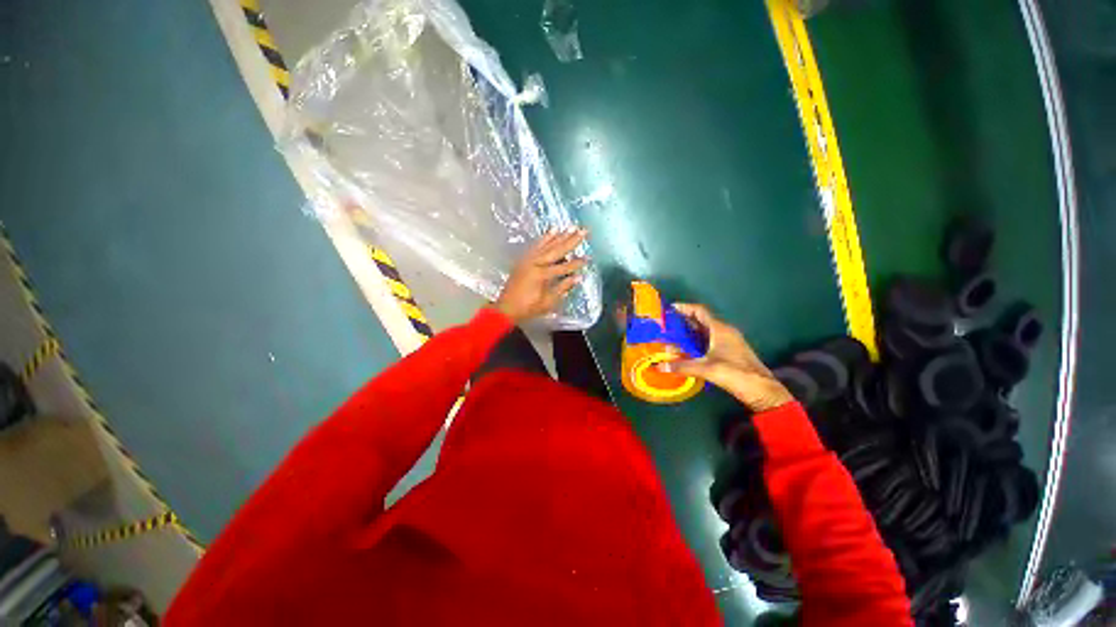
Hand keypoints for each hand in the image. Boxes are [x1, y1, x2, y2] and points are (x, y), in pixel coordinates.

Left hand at [494, 229, 588, 324]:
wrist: (506, 307)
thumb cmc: (528, 308)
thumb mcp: (547, 302)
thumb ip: (562, 288)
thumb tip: (578, 277)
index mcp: (541, 275)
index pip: (563, 267)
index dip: (576, 263)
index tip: (588, 258)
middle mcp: (535, 263)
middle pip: (556, 250)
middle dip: (571, 240)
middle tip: (583, 231)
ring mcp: (528, 259)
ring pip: (547, 245)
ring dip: (560, 235)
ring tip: (571, 227)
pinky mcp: (524, 259)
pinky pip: (536, 245)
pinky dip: (545, 237)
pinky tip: (553, 231)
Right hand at [660, 303, 793, 411]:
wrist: (762, 391)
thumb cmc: (735, 373)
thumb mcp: (706, 369)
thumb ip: (682, 366)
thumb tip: (659, 366)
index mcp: (720, 329)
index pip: (700, 311)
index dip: (685, 308)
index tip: (670, 309)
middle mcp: (724, 331)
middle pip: (701, 320)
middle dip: (684, 320)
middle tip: (667, 323)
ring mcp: (729, 341)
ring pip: (705, 331)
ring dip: (690, 332)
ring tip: (673, 335)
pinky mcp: (730, 351)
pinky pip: (709, 340)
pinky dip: (696, 341)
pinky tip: (687, 349)